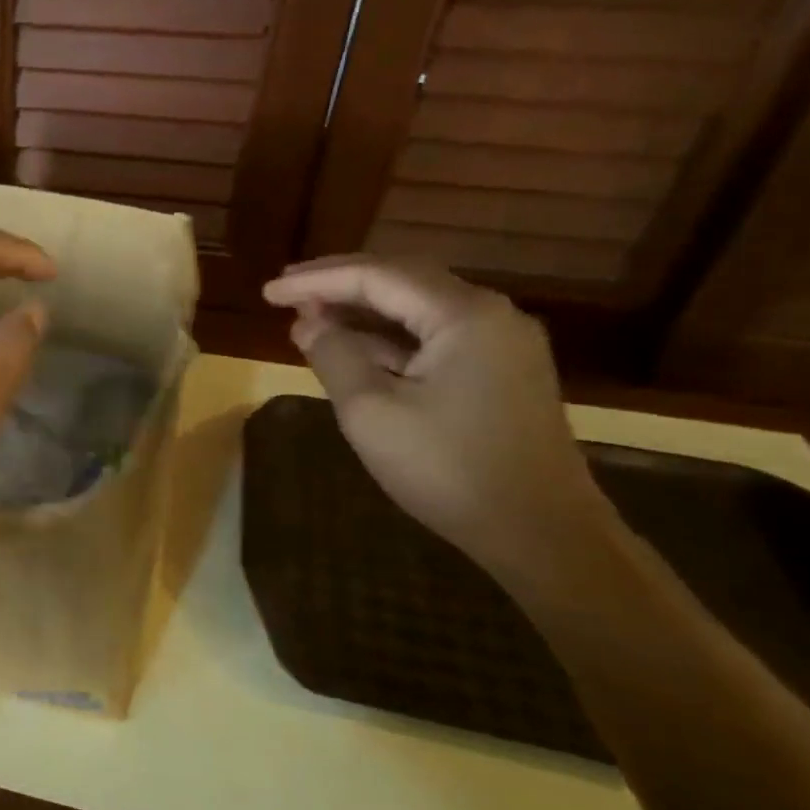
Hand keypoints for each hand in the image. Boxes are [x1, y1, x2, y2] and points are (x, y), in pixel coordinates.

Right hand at [263, 256, 616, 587]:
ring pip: (418, 309)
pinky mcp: (499, 374)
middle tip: (285, 291)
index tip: (268, 291)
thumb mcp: (372, 412)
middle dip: (339, 284)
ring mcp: (500, 345)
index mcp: (464, 315)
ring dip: (362, 310)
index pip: (377, 277)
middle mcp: (490, 316)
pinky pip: (433, 338)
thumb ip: (335, 357)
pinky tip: (353, 347)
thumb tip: (307, 323)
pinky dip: (388, 338)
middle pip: (402, 281)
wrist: (541, 533)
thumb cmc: (448, 469)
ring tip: (308, 316)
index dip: (317, 279)